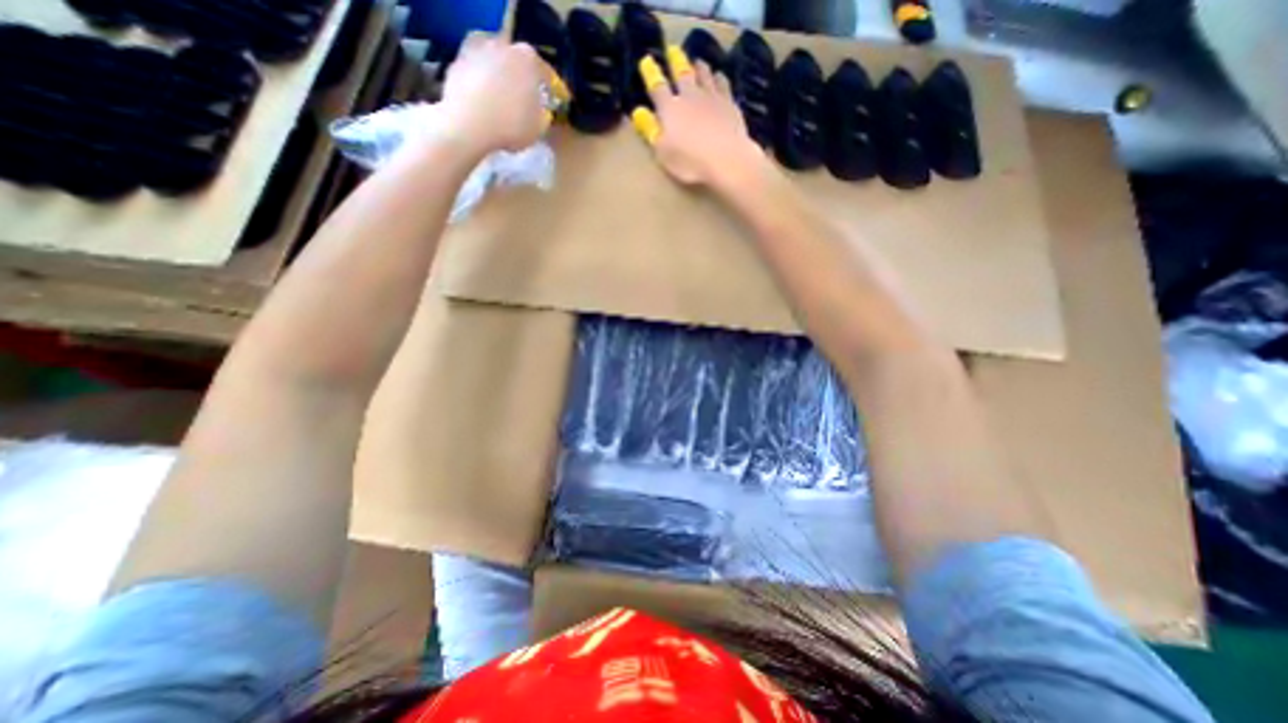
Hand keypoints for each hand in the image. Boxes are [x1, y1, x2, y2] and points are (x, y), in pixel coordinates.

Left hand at [440, 33, 555, 154]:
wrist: (468, 126)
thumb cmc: (511, 126)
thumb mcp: (539, 126)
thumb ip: (544, 112)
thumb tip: (540, 108)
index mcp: (528, 58)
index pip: (544, 73)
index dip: (549, 90)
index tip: (549, 104)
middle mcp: (502, 45)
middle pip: (517, 64)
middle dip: (521, 81)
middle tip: (524, 103)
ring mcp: (476, 50)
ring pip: (495, 66)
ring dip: (500, 81)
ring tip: (502, 105)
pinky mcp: (456, 62)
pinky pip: (476, 75)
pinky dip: (481, 86)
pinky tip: (484, 106)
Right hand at [632, 45, 761, 188]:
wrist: (726, 159)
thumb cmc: (690, 162)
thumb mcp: (663, 152)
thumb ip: (651, 131)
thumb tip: (639, 112)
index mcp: (670, 109)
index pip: (657, 87)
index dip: (651, 74)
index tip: (647, 61)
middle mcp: (689, 97)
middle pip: (682, 74)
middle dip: (676, 62)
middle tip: (673, 50)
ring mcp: (711, 98)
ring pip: (703, 76)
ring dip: (699, 68)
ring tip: (697, 61)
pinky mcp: (729, 104)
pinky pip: (723, 85)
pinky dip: (719, 78)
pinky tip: (719, 76)